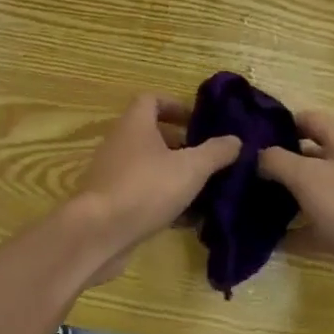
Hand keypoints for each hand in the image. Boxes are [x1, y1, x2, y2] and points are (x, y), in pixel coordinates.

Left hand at [71, 95, 240, 284]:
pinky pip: (142, 193)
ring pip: (148, 167)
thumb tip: (235, 139)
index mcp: (135, 124)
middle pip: (151, 134)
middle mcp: (120, 143)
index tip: (198, 122)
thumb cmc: (145, 188)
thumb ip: (215, 153)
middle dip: (180, 144)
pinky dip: (163, 201)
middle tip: (207, 158)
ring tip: (204, 189)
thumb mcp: (190, 168)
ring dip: (174, 175)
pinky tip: (187, 220)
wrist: (98, 233)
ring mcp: (112, 173)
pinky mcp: (111, 202)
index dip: (175, 106)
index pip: (152, 100)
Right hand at [259, 111, 333, 324]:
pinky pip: (314, 227)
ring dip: (282, 198)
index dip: (281, 122)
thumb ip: (276, 160)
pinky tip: (265, 239)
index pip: (310, 120)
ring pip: (309, 193)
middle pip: (308, 157)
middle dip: (277, 162)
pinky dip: (293, 232)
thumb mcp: (307, 176)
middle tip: (239, 169)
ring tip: (245, 201)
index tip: (249, 133)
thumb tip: (254, 153)